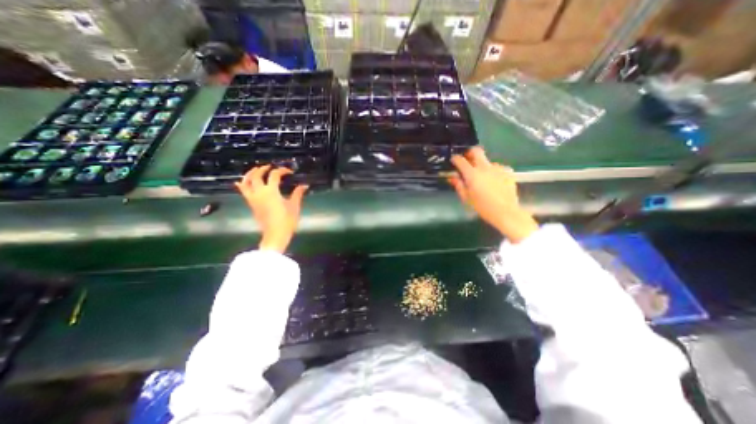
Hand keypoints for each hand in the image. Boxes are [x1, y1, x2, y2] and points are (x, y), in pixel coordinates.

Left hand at [236, 164, 307, 251]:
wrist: (275, 234)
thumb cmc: (286, 221)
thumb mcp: (294, 206)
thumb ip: (298, 193)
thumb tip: (304, 185)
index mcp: (271, 191)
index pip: (274, 175)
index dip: (282, 171)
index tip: (289, 172)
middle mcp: (259, 192)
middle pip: (257, 175)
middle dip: (263, 169)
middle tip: (270, 167)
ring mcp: (253, 198)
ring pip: (246, 182)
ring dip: (250, 174)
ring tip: (255, 170)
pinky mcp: (251, 204)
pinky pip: (243, 191)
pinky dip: (242, 185)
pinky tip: (240, 182)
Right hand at [448, 148, 536, 242]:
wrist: (506, 212)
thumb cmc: (482, 207)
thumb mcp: (466, 198)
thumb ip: (459, 185)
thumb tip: (452, 177)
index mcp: (472, 174)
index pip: (460, 160)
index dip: (455, 158)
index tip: (453, 160)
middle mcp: (485, 167)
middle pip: (476, 151)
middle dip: (470, 152)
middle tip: (467, 159)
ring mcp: (498, 168)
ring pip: (487, 161)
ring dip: (482, 165)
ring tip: (482, 177)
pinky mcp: (507, 171)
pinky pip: (497, 168)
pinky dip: (492, 172)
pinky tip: (493, 181)